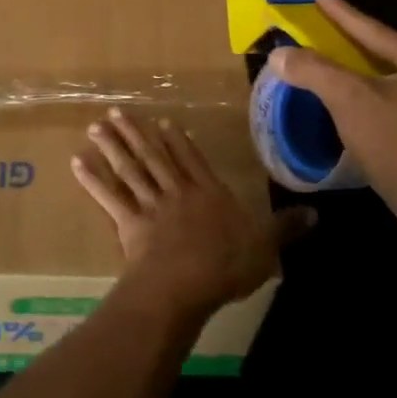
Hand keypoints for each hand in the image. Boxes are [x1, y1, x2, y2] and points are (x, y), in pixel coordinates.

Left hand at [73, 109, 314, 315]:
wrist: (186, 284)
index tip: (162, 121)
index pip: (193, 160)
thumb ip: (287, 228)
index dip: (179, 141)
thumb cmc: (227, 265)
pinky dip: (93, 180)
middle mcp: (178, 192)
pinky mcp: (129, 223)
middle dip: (136, 134)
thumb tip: (318, 213)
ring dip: (113, 147)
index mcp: (209, 193)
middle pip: (155, 157)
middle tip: (115, 113)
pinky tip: (78, 163)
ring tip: (96, 127)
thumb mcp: (266, 246)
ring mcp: (151, 205)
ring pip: (130, 169)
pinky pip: (109, 197)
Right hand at [268, 0, 396, 248]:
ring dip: (368, 76)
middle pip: (390, 55)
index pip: (375, 31)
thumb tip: (280, 54)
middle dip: (356, 45)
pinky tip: (366, 110)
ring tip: (342, 69)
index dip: (342, 14)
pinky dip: (381, 101)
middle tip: (328, 33)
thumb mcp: (349, 101)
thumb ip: (313, 70)